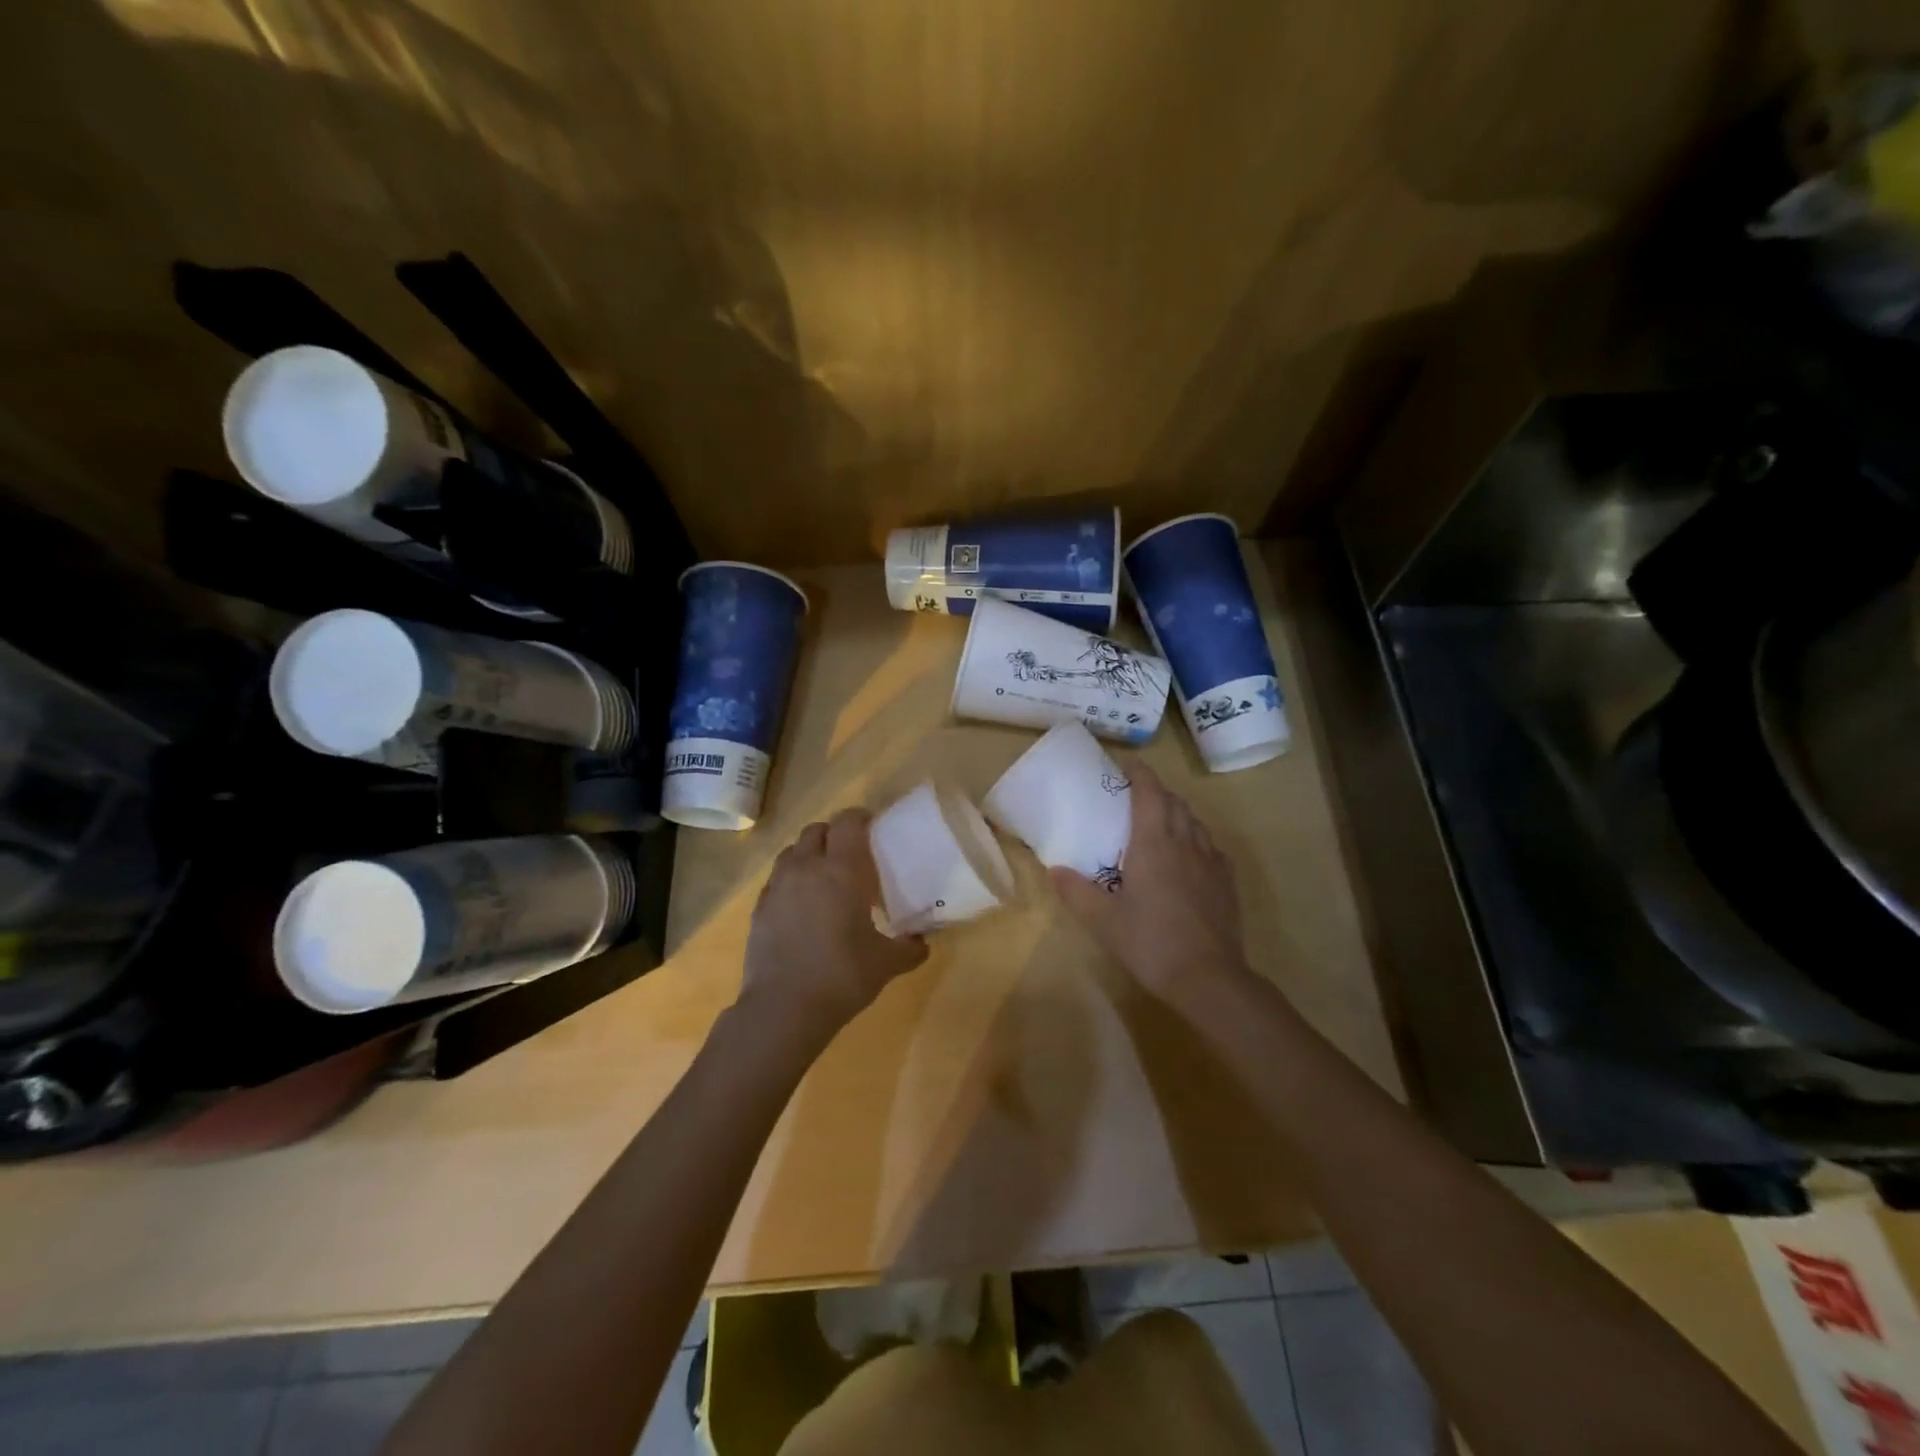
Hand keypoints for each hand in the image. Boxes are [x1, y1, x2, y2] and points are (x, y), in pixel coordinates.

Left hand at [741, 809, 929, 1036]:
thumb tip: (922, 943)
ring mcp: (778, 886)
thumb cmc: (843, 976)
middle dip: (834, 834)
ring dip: (809, 854)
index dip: (860, 818)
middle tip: (851, 856)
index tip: (873, 829)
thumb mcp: (887, 964)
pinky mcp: (759, 907)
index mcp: (842, 870)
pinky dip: (790, 881)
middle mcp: (807, 867)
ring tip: (824, 878)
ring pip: (792, 851)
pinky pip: (776, 879)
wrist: (784, 1008)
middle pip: (817, 830)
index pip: (848, 821)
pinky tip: (801, 907)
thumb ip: (909, 948)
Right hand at [1051, 764, 1250, 1001]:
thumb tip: (1055, 870)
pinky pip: (1211, 848)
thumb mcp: (1102, 920)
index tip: (1128, 763)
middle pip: (1175, 803)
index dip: (1140, 773)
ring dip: (1178, 814)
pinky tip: (1189, 858)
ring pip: (1195, 823)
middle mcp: (1186, 843)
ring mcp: (1211, 862)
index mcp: (1154, 843)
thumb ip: (1076, 891)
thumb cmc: (1150, 942)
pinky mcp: (1226, 883)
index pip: (1149, 793)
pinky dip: (1196, 840)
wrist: (1208, 977)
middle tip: (1137, 796)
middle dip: (1157, 792)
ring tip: (1161, 824)